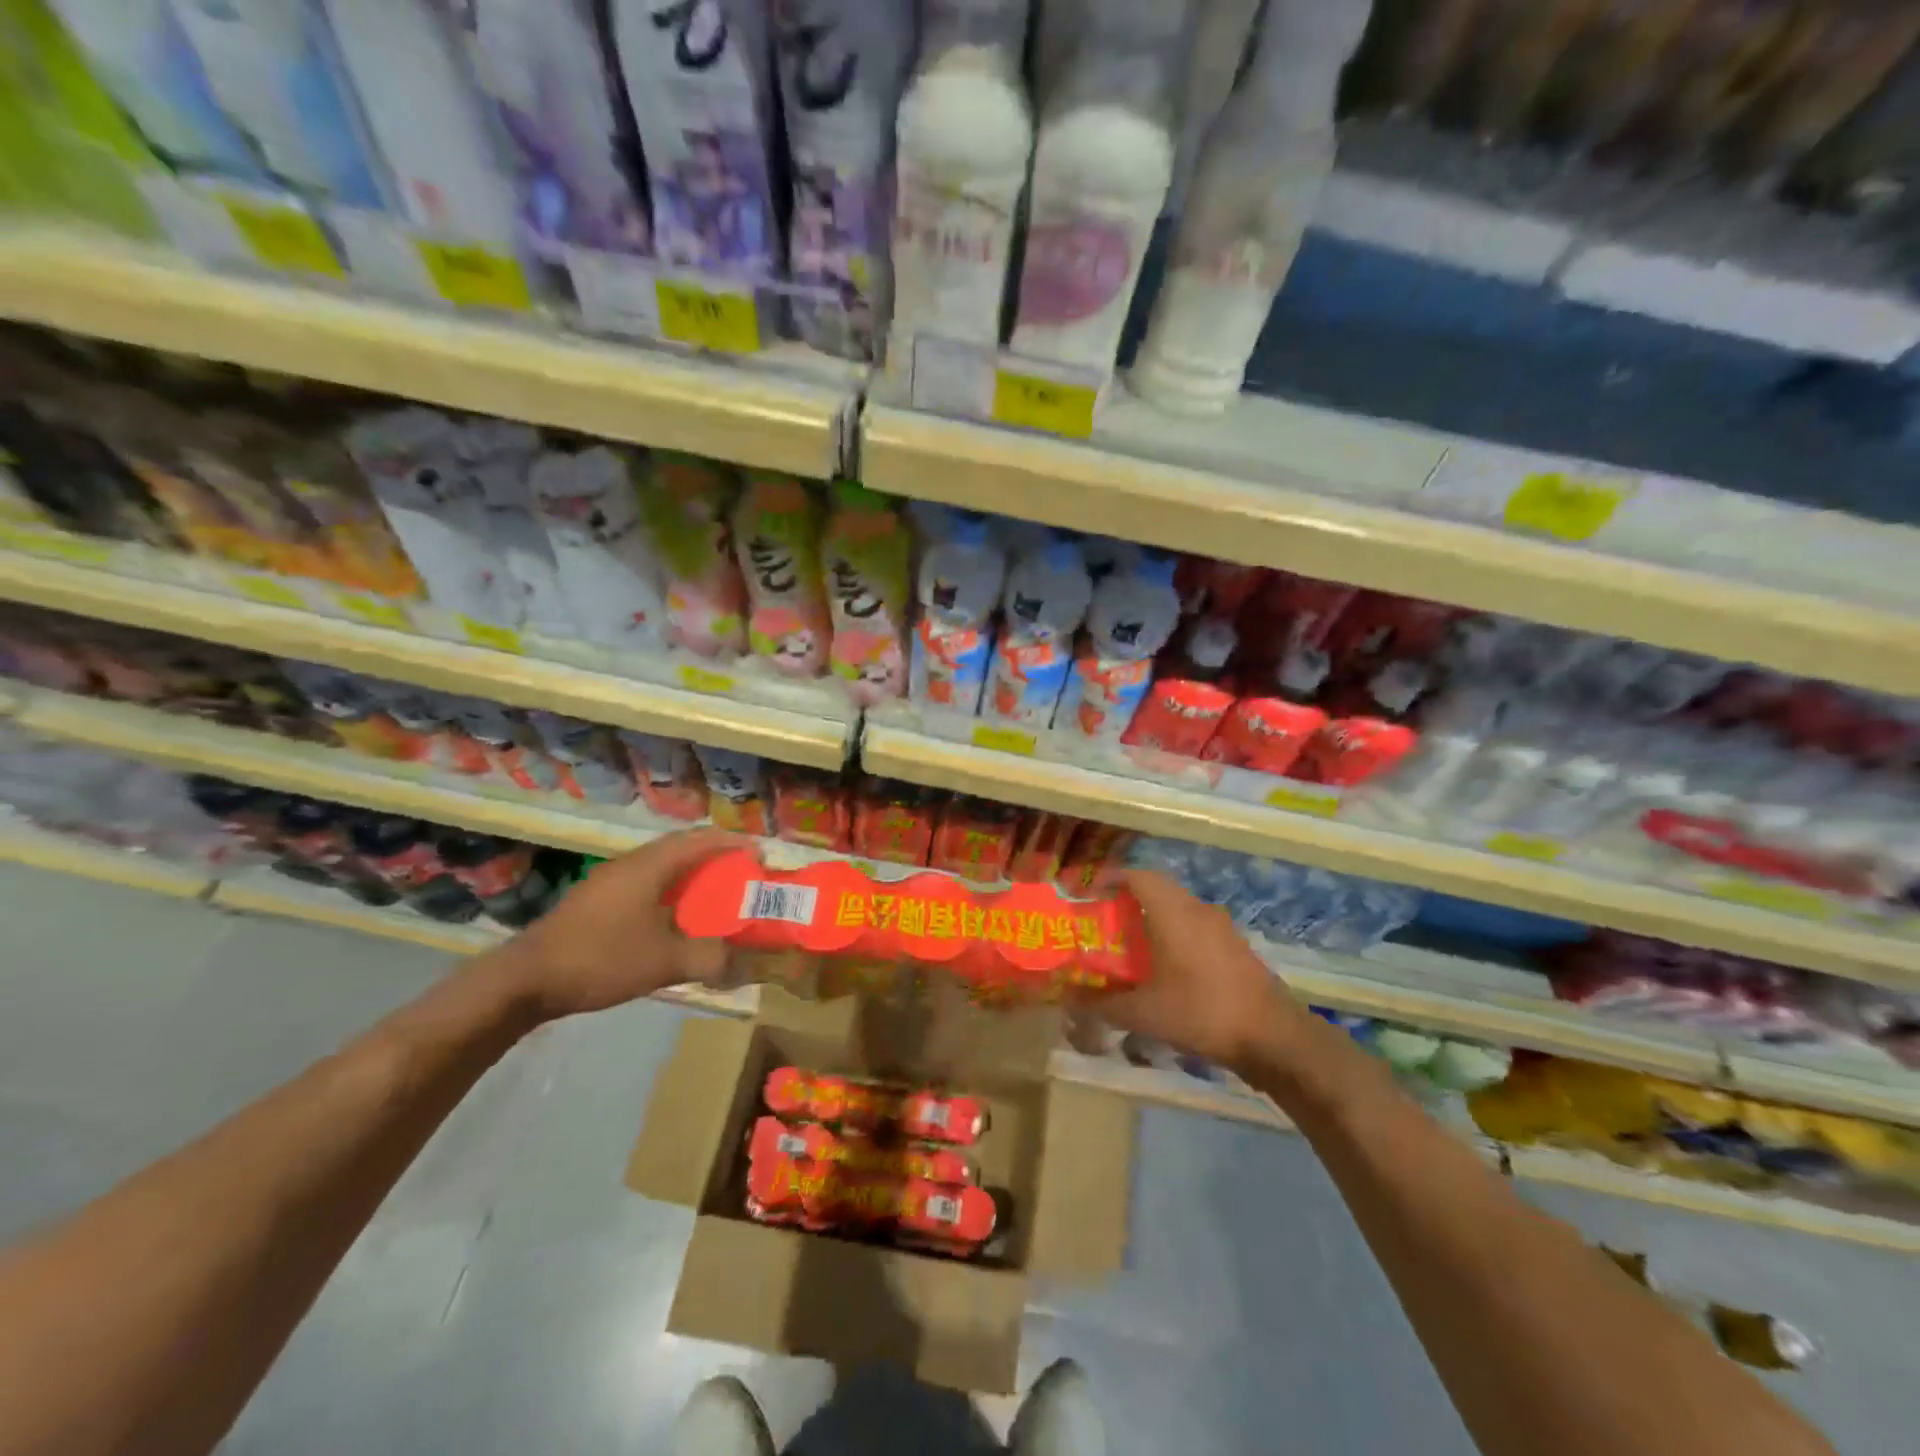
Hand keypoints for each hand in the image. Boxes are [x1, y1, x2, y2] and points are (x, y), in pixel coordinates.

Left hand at [503, 828, 748, 1019]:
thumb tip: (741, 965)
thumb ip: (708, 959)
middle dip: (716, 856)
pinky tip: (675, 916)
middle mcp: (632, 863)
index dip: (734, 844)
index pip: (702, 840)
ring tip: (715, 893)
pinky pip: (646, 882)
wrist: (524, 979)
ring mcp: (609, 881)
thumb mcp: (663, 962)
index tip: (761, 856)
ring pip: (662, 865)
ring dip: (692, 873)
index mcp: (651, 866)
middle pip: (682, 847)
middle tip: (742, 873)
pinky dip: (671, 890)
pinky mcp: (597, 900)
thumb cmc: (600, 958)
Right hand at [1096, 869, 1309, 1070]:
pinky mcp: (1235, 947)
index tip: (1087, 893)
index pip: (1136, 875)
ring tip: (1130, 943)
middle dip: (1127, 898)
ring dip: (1153, 916)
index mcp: (1173, 912)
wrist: (1273, 1037)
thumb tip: (1068, 1000)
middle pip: (1157, 888)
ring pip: (1179, 908)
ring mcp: (1221, 927)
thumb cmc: (1201, 1012)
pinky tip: (1165, 966)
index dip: (1109, 878)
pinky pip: (1195, 926)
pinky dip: (1174, 934)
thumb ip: (1103, 1004)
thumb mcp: (1144, 1013)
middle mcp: (1197, 909)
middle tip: (1103, 919)